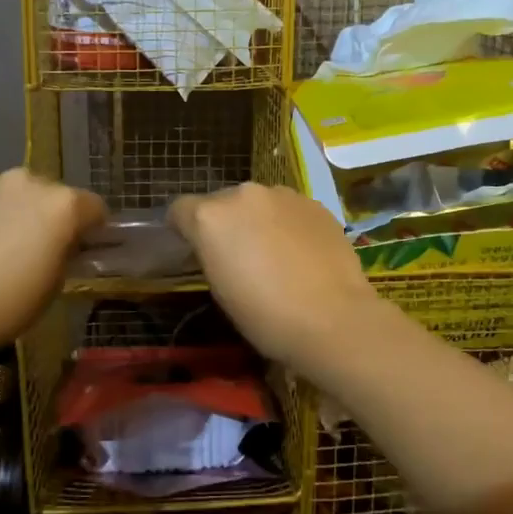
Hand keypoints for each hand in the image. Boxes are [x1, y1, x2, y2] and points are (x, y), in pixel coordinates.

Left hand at [0, 169, 106, 353]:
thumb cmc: (11, 302)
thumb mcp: (56, 282)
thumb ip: (66, 251)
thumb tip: (64, 244)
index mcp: (62, 203)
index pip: (94, 207)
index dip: (93, 229)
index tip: (84, 249)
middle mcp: (28, 181)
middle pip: (53, 194)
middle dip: (52, 216)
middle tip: (41, 248)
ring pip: (16, 193)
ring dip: (18, 210)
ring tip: (3, 245)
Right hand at [170, 184, 380, 368]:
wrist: (332, 319)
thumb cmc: (264, 315)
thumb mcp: (220, 289)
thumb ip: (211, 254)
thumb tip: (217, 247)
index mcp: (211, 216)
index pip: (180, 209)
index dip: (182, 228)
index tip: (192, 249)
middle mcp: (243, 194)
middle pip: (221, 202)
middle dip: (224, 223)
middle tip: (237, 256)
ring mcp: (282, 194)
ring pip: (258, 203)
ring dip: (258, 220)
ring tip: (274, 255)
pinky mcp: (314, 203)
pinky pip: (289, 210)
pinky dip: (288, 224)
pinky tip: (302, 254)